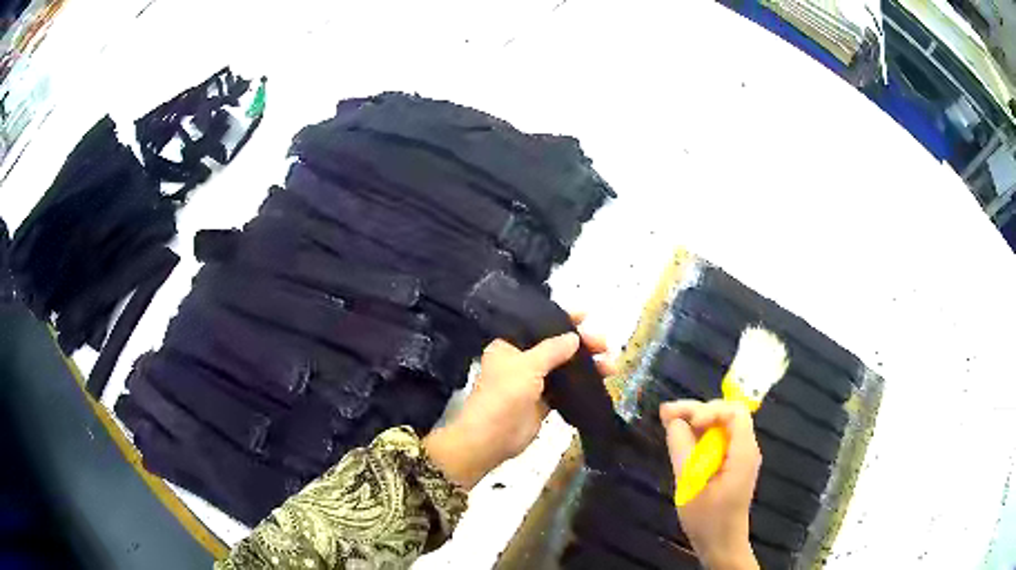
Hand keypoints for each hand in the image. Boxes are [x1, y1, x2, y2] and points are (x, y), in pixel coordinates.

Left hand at [424, 313, 615, 489]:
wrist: (491, 437)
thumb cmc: (504, 394)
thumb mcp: (527, 365)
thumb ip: (552, 350)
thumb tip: (574, 338)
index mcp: (510, 345)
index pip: (538, 325)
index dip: (562, 319)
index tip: (586, 315)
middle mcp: (521, 361)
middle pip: (556, 346)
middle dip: (581, 344)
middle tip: (603, 345)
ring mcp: (533, 383)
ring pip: (564, 368)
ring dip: (586, 366)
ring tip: (610, 366)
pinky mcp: (543, 403)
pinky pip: (566, 389)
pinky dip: (581, 385)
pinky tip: (600, 382)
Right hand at [661, 400, 760, 569]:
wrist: (721, 545)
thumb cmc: (708, 519)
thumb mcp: (691, 486)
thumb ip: (683, 451)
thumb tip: (674, 422)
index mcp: (743, 452)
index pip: (734, 412)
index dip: (710, 410)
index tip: (688, 423)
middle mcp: (745, 448)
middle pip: (726, 414)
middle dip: (697, 411)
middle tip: (665, 414)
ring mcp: (738, 456)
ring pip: (720, 426)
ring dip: (694, 421)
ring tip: (667, 421)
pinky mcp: (730, 464)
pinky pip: (716, 441)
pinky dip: (698, 436)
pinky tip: (679, 438)